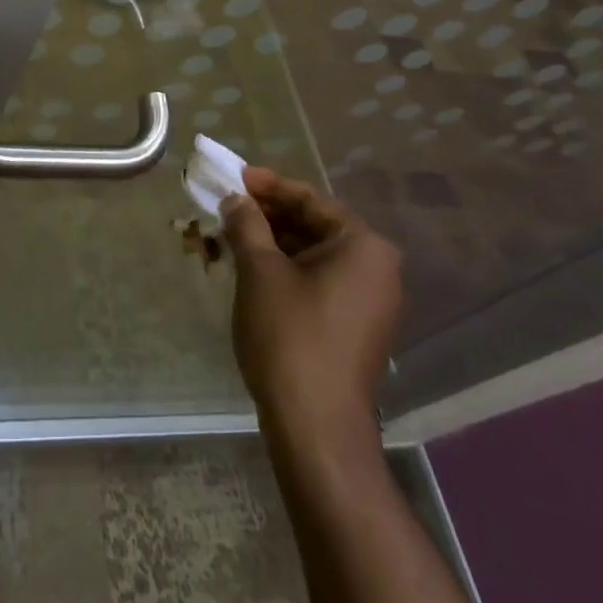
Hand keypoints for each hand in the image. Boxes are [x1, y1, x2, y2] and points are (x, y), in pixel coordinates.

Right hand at [221, 167, 402, 453]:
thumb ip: (246, 224)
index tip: (233, 177)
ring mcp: (368, 301)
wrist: (316, 426)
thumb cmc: (290, 335)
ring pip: (312, 255)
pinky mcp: (355, 326)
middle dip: (266, 216)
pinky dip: (284, 270)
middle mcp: (376, 268)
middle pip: (313, 226)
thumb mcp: (260, 271)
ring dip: (270, 243)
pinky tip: (249, 269)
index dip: (268, 185)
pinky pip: (317, 281)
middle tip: (226, 207)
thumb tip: (235, 199)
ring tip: (229, 237)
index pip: (310, 199)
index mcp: (363, 246)